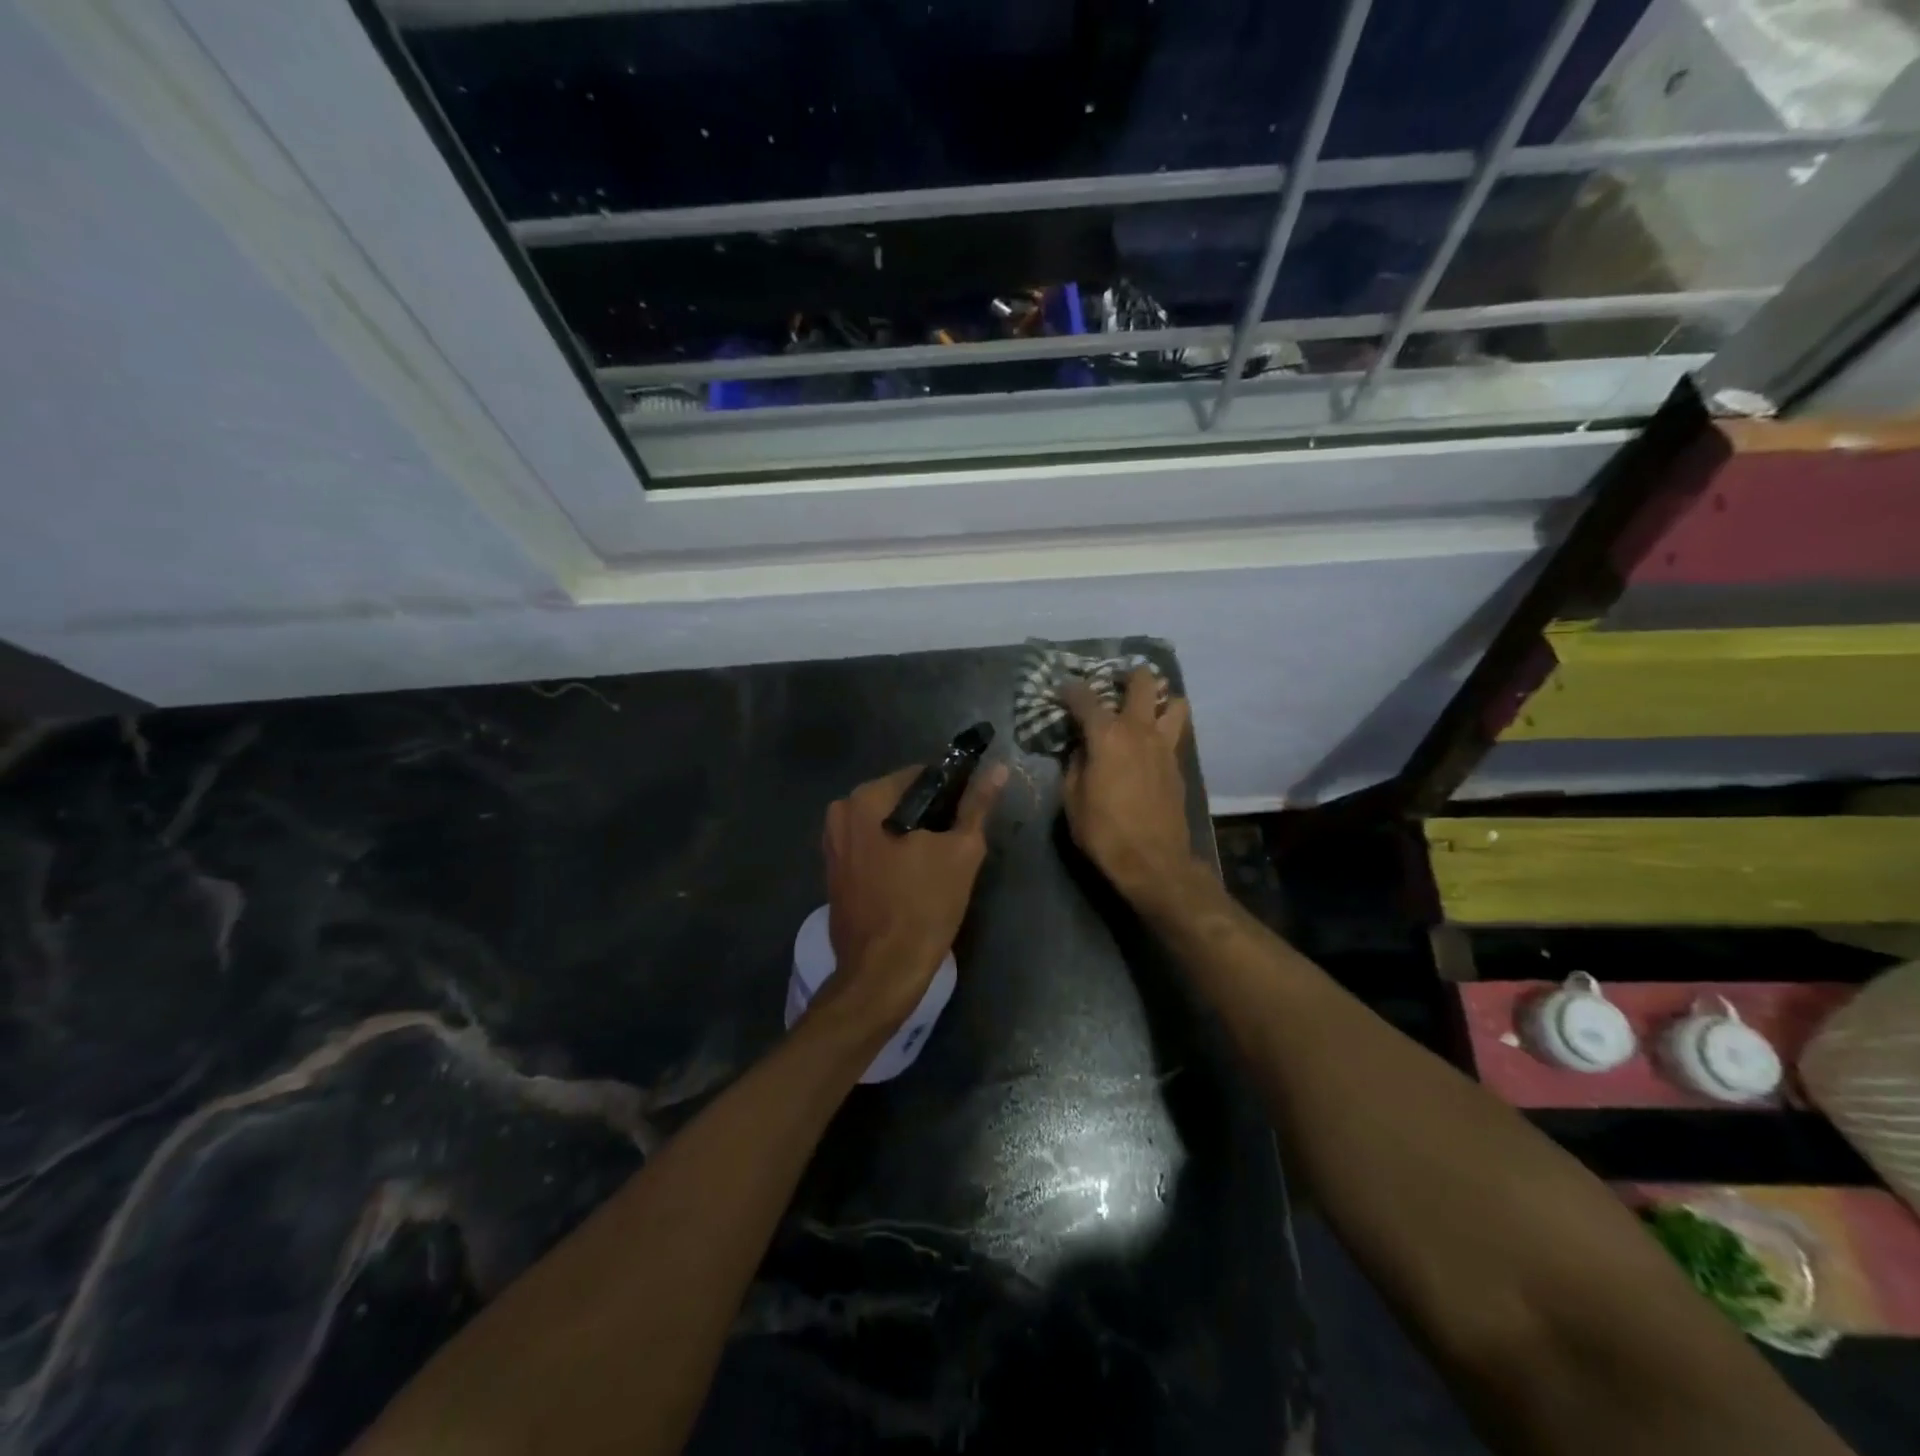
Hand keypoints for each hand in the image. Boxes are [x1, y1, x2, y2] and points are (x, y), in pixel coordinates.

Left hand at [820, 762, 1008, 1033]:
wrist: (883, 970)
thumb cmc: (925, 905)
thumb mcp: (962, 851)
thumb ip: (977, 805)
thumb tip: (998, 769)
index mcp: (868, 798)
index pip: (920, 775)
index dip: (950, 792)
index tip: (965, 817)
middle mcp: (841, 811)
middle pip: (899, 799)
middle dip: (928, 815)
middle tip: (953, 844)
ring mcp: (832, 841)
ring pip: (884, 823)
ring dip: (909, 834)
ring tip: (935, 864)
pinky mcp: (832, 869)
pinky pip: (869, 845)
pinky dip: (890, 852)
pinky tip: (910, 876)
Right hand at [1061, 668, 1198, 905]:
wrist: (1152, 862)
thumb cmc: (1103, 831)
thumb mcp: (1072, 799)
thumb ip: (1074, 765)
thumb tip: (1080, 749)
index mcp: (1107, 735)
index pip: (1085, 697)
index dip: (1070, 689)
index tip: (1061, 689)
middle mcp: (1139, 730)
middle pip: (1143, 682)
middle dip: (1128, 674)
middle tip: (1114, 682)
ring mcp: (1164, 745)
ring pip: (1174, 703)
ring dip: (1159, 698)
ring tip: (1143, 709)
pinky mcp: (1178, 765)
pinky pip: (1175, 732)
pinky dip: (1163, 728)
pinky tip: (1148, 744)